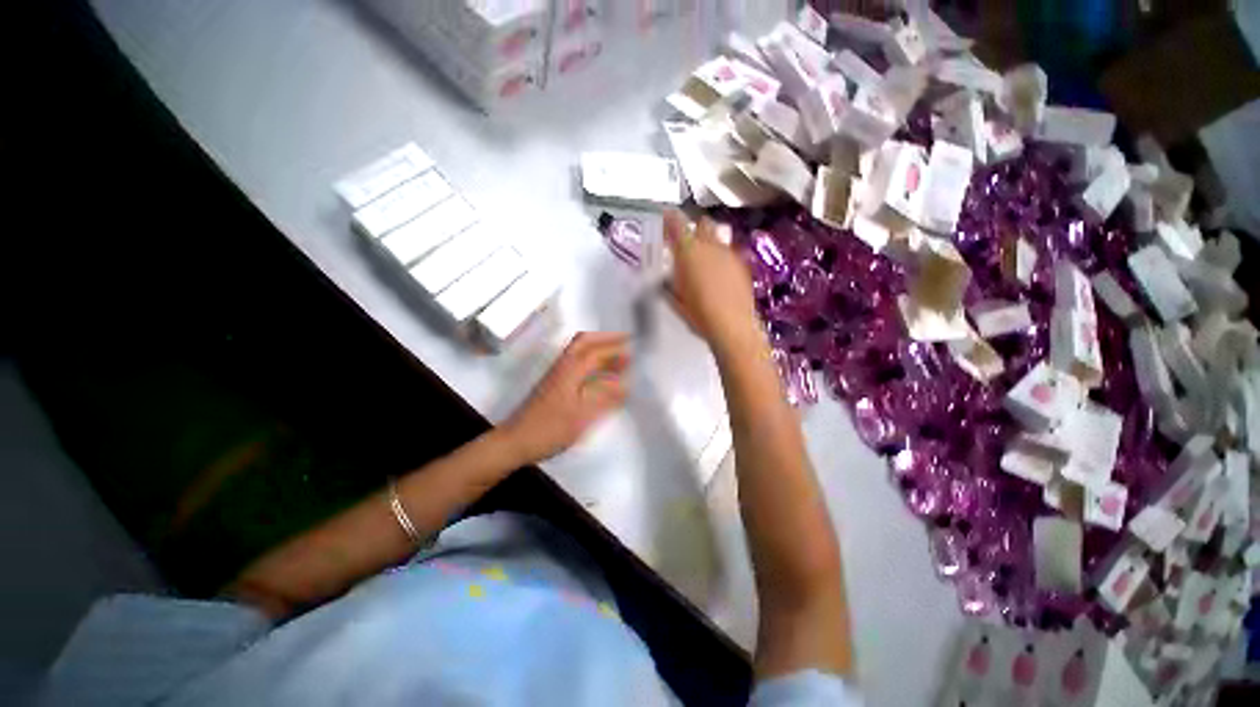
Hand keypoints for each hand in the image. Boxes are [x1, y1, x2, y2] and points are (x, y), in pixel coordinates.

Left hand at [500, 332, 629, 464]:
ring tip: (618, 358)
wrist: (515, 441)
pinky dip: (592, 363)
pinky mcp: (554, 385)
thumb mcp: (582, 416)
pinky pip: (577, 364)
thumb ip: (605, 399)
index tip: (635, 347)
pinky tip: (600, 375)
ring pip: (580, 353)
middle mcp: (563, 366)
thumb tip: (627, 385)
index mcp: (570, 370)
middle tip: (625, 344)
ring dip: (599, 350)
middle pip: (585, 342)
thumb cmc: (549, 429)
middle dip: (606, 340)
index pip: (596, 351)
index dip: (616, 348)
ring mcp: (557, 375)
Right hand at [664, 210, 762, 355]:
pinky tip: (718, 274)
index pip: (677, 223)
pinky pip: (728, 252)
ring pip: (717, 237)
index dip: (670, 218)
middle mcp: (710, 246)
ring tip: (703, 260)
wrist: (732, 325)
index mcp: (689, 252)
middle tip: (685, 243)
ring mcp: (729, 253)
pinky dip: (720, 257)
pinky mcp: (741, 264)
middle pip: (702, 223)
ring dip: (708, 243)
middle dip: (693, 228)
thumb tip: (671, 274)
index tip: (665, 219)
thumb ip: (672, 280)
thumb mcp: (676, 297)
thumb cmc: (698, 313)